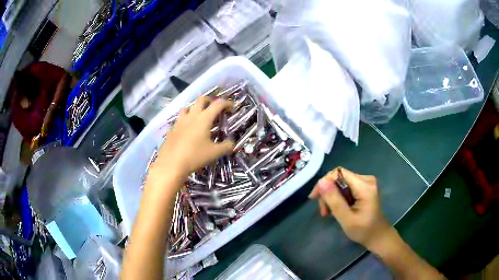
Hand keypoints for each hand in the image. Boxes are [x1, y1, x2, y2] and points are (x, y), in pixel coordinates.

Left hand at [149, 97, 234, 184]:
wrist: (171, 164)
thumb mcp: (214, 153)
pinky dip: (186, 119)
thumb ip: (226, 146)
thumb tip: (232, 143)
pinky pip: (180, 118)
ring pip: (188, 107)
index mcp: (204, 118)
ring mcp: (180, 121)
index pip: (218, 104)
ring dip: (195, 108)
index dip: (227, 103)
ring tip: (200, 116)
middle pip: (201, 100)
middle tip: (215, 109)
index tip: (232, 107)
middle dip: (210, 101)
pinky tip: (187, 129)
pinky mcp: (172, 128)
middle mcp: (192, 116)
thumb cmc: (195, 156)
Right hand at [309, 168, 392, 250]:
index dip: (324, 182)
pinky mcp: (364, 187)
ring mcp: (366, 183)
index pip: (339, 173)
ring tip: (328, 212)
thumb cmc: (364, 230)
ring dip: (332, 196)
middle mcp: (366, 179)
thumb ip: (334, 201)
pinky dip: (338, 197)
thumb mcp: (347, 219)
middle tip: (324, 211)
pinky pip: (346, 187)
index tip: (314, 198)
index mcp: (364, 186)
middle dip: (328, 193)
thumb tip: (321, 182)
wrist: (378, 236)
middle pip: (339, 177)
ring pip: (341, 182)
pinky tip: (337, 208)